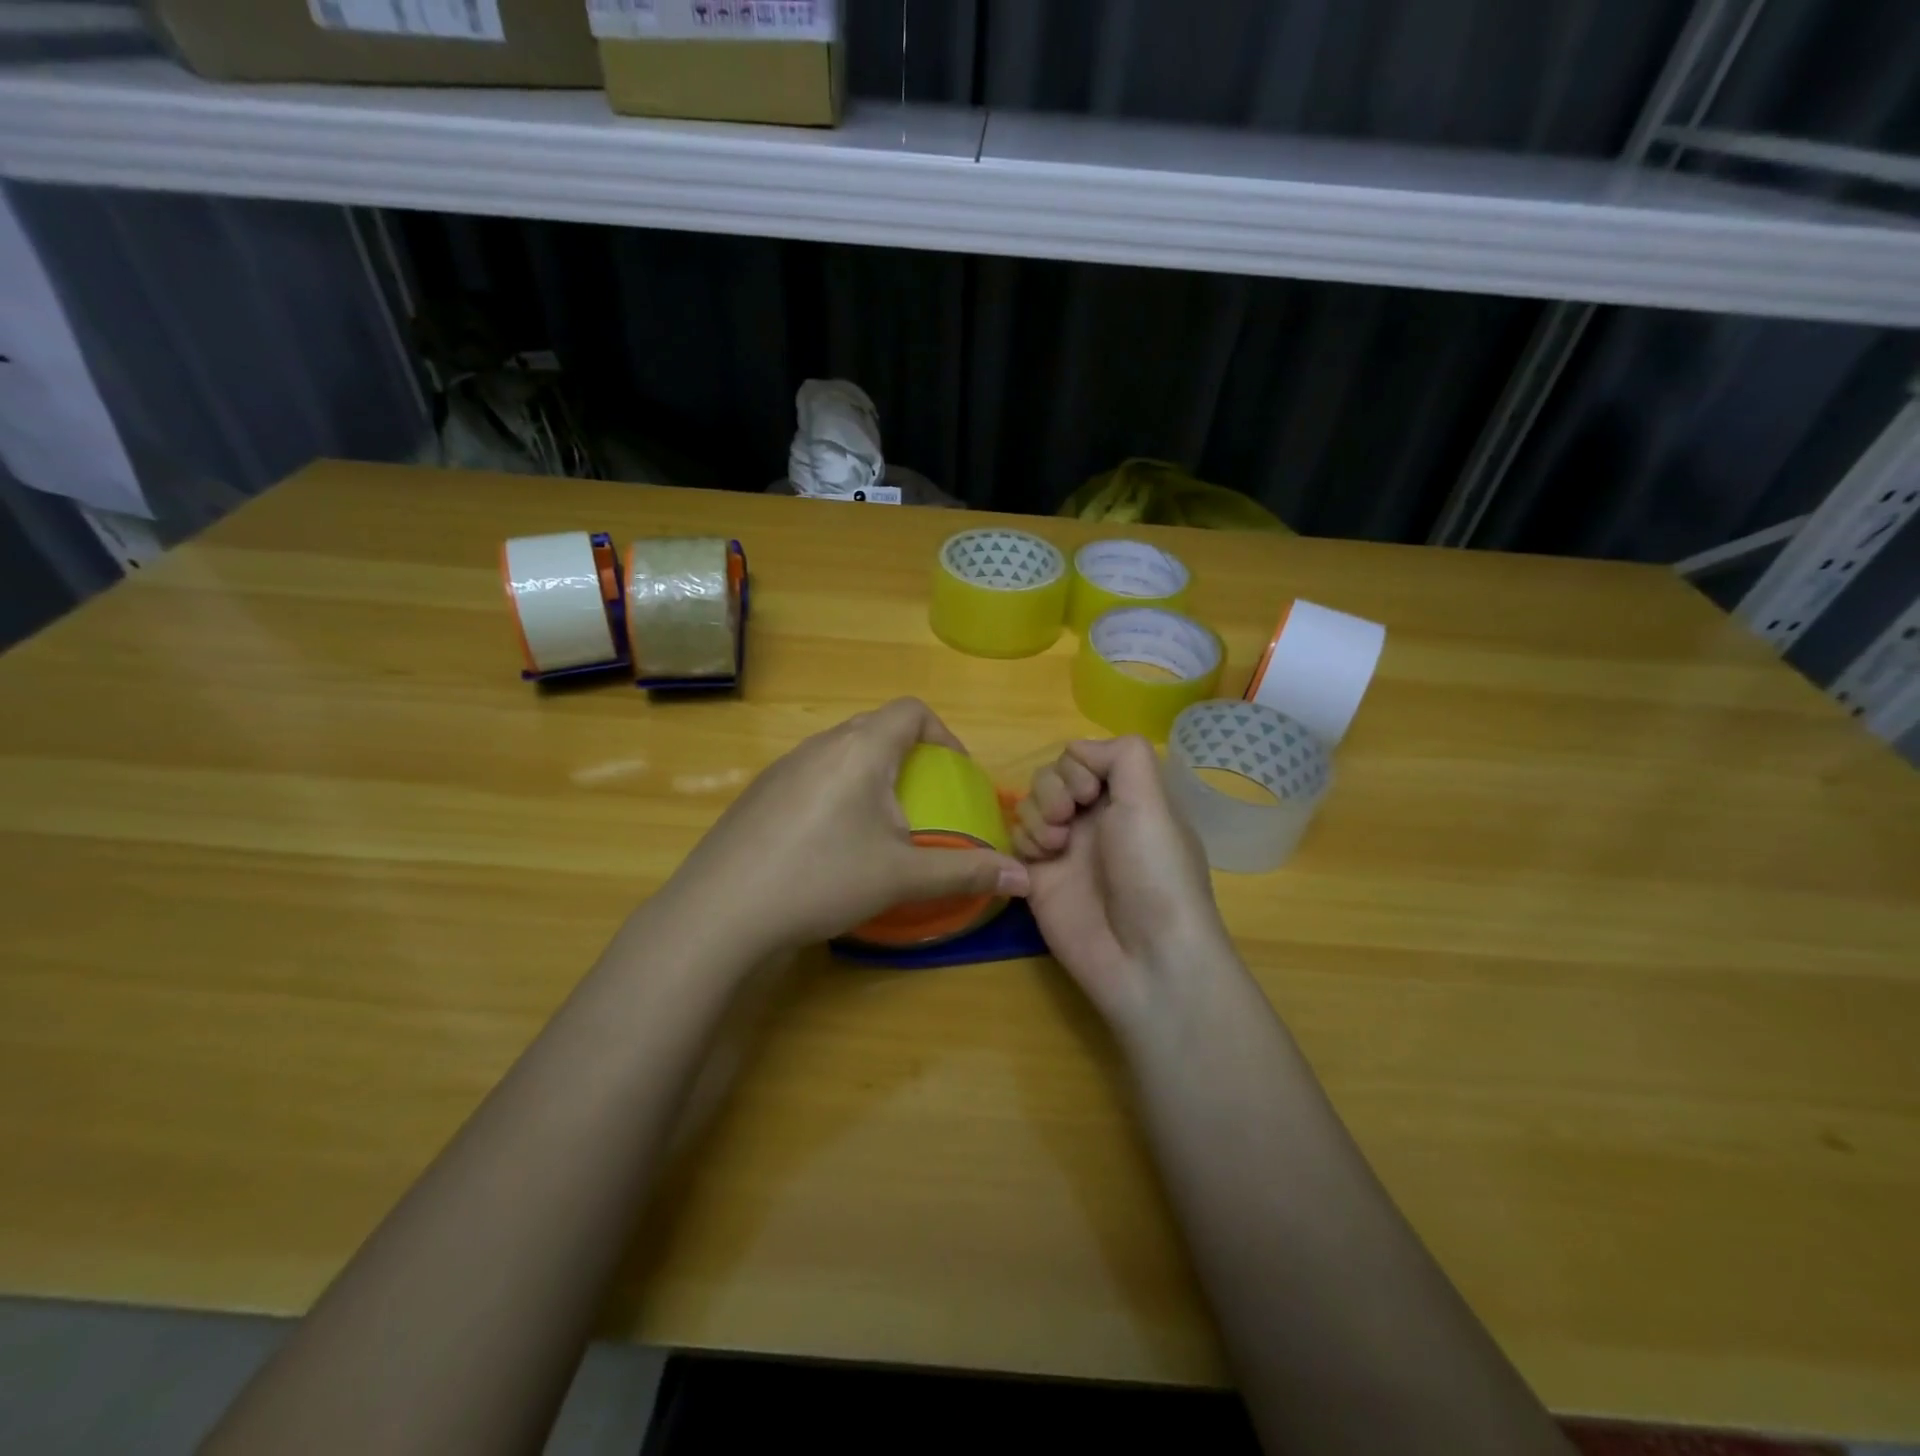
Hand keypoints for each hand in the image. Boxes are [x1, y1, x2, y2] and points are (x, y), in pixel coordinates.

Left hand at [658, 698, 1028, 959]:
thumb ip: (966, 871)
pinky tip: (829, 843)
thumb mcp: (901, 877)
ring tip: (879, 823)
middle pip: (876, 728)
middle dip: (908, 756)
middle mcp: (820, 745)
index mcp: (860, 749)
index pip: (911, 711)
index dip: (943, 734)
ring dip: (870, 774)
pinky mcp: (758, 793)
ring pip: (841, 751)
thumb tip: (1023, 878)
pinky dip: (836, 792)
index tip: (955, 773)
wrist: (721, 911)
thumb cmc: (822, 879)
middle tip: (923, 800)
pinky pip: (811, 775)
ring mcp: (783, 767)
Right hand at [1014, 736, 1236, 1033]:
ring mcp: (1064, 848)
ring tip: (1056, 847)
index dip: (1076, 766)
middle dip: (1053, 789)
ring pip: (1029, 804)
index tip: (1089, 792)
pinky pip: (1014, 840)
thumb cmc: (1154, 872)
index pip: (1081, 755)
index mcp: (1126, 797)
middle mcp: (1094, 817)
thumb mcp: (1153, 801)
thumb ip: (1122, 755)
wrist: (1143, 956)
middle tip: (1068, 819)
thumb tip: (1080, 752)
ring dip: (1037, 815)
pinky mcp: (1037, 878)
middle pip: (1050, 776)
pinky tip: (1039, 864)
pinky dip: (1022, 843)